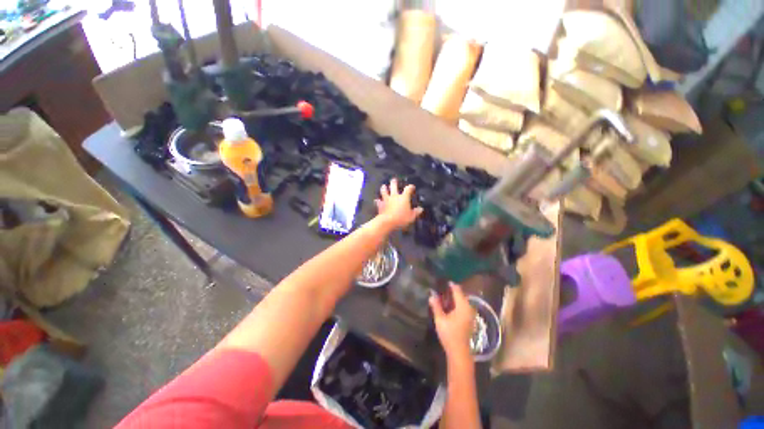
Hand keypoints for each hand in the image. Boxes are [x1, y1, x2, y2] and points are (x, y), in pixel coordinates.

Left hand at [375, 178, 422, 229]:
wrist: (387, 222)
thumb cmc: (401, 218)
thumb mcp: (411, 217)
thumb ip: (416, 212)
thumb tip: (420, 209)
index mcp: (403, 198)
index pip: (408, 190)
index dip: (410, 187)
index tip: (412, 187)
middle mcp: (394, 196)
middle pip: (394, 187)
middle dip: (394, 183)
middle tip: (394, 180)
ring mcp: (386, 200)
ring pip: (384, 192)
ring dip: (384, 188)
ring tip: (384, 186)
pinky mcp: (380, 205)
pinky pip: (378, 202)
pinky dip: (377, 201)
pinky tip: (376, 200)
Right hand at [429, 283, 475, 359]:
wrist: (459, 352)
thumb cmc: (449, 334)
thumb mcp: (440, 319)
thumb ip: (436, 305)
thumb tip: (431, 294)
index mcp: (463, 305)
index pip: (457, 289)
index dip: (450, 284)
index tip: (442, 280)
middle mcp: (469, 307)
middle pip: (460, 294)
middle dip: (451, 291)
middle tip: (440, 289)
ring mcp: (470, 314)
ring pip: (461, 301)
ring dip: (453, 298)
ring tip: (442, 296)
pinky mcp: (469, 320)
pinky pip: (463, 306)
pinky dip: (456, 304)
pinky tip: (448, 306)